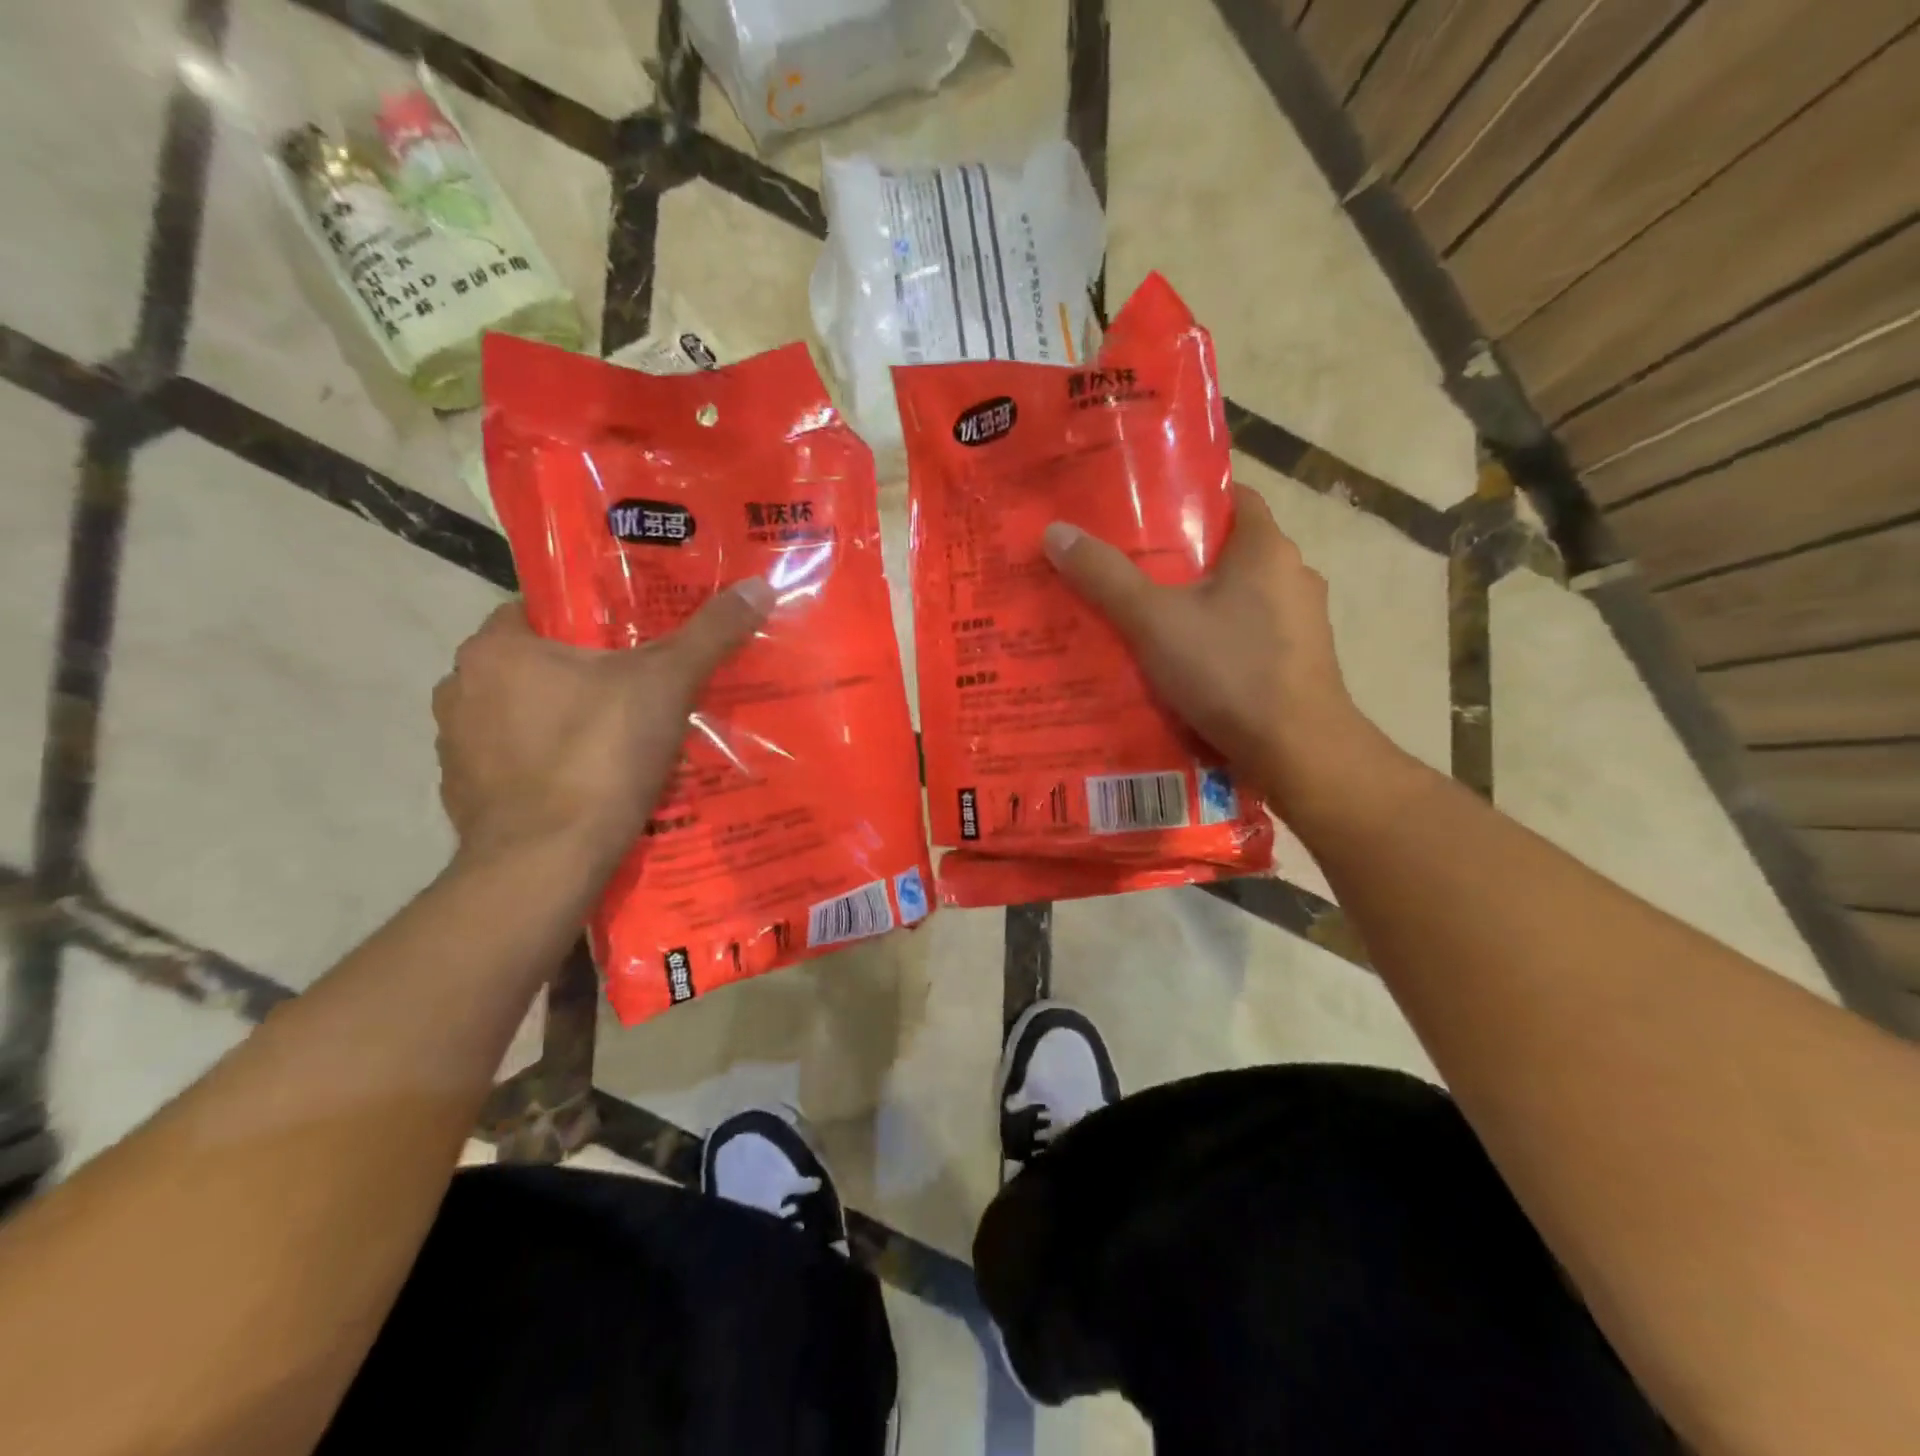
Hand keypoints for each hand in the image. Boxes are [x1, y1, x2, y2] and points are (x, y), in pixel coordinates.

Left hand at [432, 583, 771, 868]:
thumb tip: (759, 585)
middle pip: (536, 664)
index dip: (591, 618)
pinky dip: (547, 766)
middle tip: (641, 687)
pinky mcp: (464, 794)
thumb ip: (709, 634)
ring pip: (523, 715)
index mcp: (496, 648)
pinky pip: (516, 763)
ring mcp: (456, 746)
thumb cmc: (599, 756)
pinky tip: (591, 783)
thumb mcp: (666, 685)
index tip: (634, 636)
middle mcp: (461, 687)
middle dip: (583, 673)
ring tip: (620, 737)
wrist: (546, 863)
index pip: (542, 609)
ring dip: (563, 720)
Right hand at [1043, 482, 1377, 811]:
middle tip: (1132, 573)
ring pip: (1242, 599)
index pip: (1233, 499)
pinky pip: (1251, 636)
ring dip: (1203, 606)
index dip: (1190, 501)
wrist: (1298, 750)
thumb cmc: (1229, 670)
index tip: (1147, 517)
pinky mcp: (1300, 662)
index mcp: (1266, 548)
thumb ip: (1106, 578)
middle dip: (1185, 561)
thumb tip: (1057, 532)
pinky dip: (1221, 641)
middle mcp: (1294, 575)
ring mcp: (1303, 622)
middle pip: (1232, 552)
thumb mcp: (1155, 622)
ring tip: (1151, 623)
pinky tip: (1186, 665)